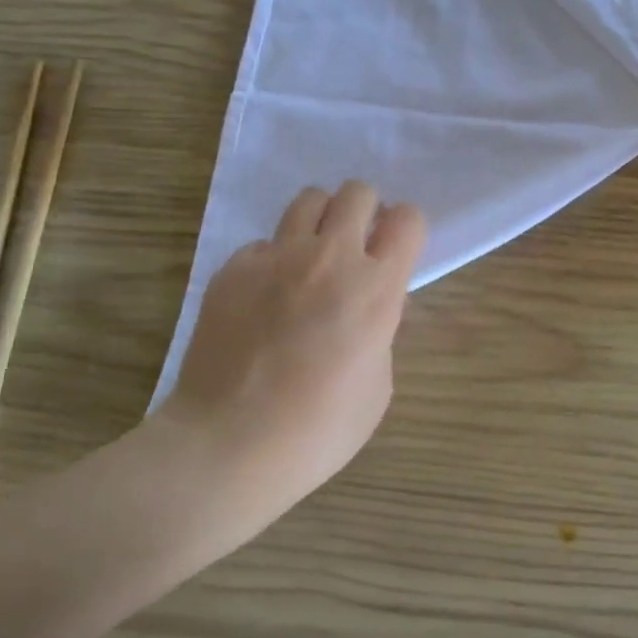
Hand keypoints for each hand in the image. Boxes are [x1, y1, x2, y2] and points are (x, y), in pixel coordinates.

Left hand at [159, 182, 424, 547]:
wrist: (229, 444)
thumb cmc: (319, 429)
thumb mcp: (378, 385)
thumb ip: (381, 331)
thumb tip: (367, 308)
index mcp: (376, 288)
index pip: (408, 220)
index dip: (407, 229)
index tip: (397, 249)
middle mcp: (330, 258)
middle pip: (358, 193)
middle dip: (365, 212)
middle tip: (357, 247)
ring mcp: (276, 258)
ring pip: (309, 200)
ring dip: (322, 221)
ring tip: (314, 257)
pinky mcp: (234, 269)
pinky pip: (263, 244)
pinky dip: (273, 259)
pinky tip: (266, 297)